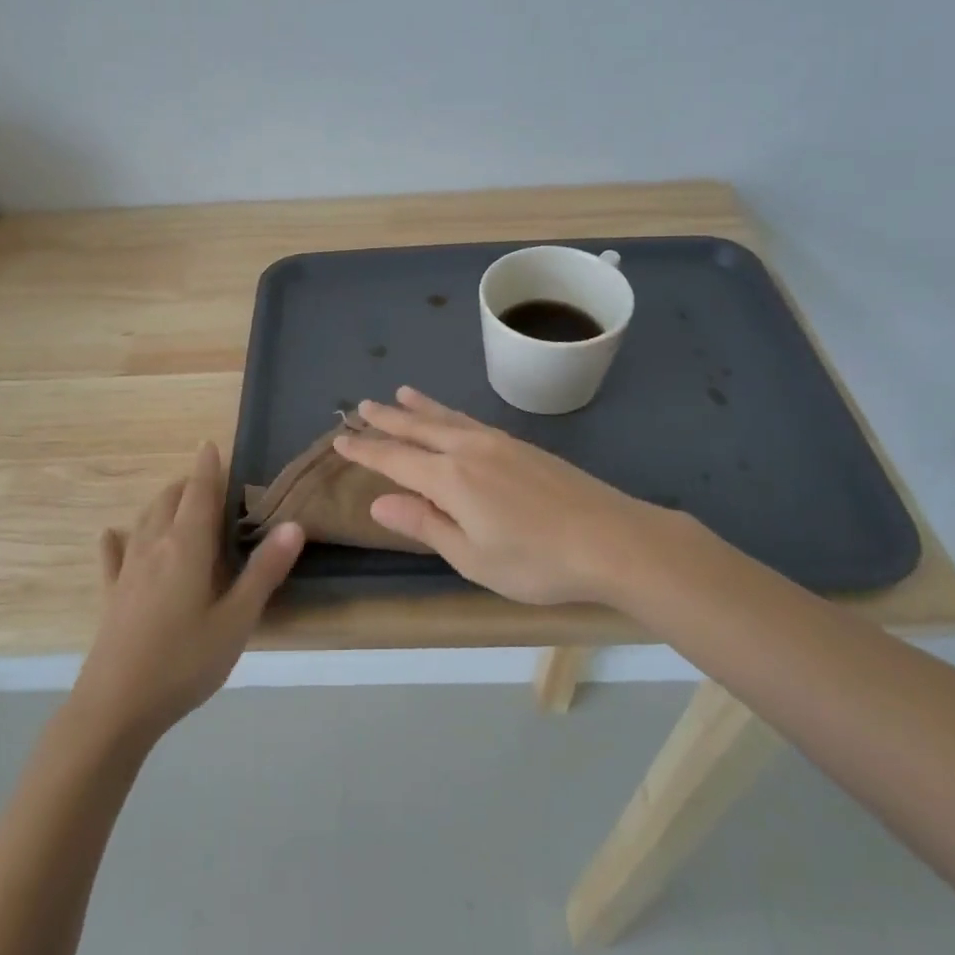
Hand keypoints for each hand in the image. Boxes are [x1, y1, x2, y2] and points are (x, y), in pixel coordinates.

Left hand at [70, 443, 303, 744]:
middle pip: (168, 501)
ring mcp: (127, 571)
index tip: (210, 445)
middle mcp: (154, 547)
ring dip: (160, 503)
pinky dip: (117, 539)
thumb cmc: (184, 662)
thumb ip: (264, 571)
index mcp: (187, 547)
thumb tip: (294, 525)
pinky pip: (113, 555)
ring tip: (174, 498)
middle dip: (186, 484)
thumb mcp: (236, 621)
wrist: (115, 706)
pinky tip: (112, 535)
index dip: (207, 468)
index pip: (198, 494)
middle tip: (205, 479)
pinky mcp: (111, 595)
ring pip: (143, 521)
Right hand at [334, 387, 671, 607]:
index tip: (340, 440)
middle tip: (362, 406)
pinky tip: (453, 418)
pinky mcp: (523, 446)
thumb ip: (425, 525)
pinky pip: (472, 421)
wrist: (613, 539)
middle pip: (419, 429)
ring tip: (401, 393)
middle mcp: (469, 450)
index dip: (366, 451)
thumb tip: (379, 502)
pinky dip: (451, 413)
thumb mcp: (472, 557)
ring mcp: (499, 443)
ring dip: (420, 408)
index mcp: (450, 478)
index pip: (395, 459)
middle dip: (388, 419)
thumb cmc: (537, 561)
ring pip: (448, 418)